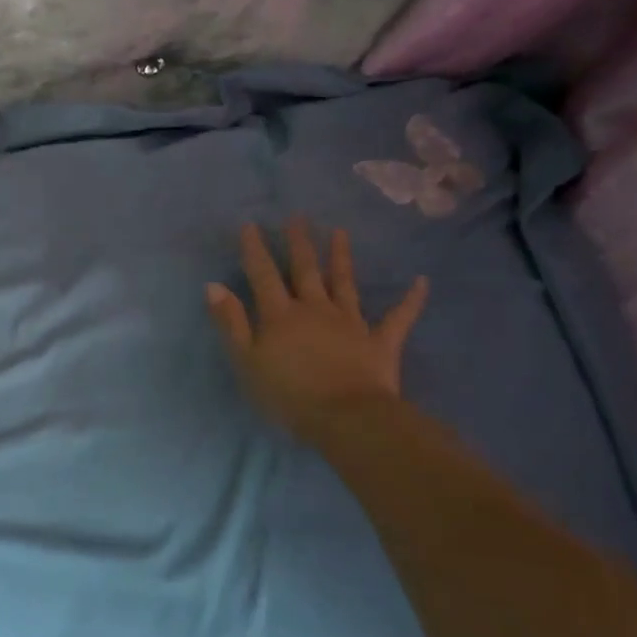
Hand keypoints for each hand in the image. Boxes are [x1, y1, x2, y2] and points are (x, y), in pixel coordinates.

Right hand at [206, 219, 428, 442]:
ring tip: (340, 232)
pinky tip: (422, 281)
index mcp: (281, 315)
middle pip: (305, 270)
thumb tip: (214, 285)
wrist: (347, 419)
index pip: (263, 275)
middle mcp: (315, 309)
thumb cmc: (288, 394)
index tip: (250, 224)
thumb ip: (231, 322)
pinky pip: (399, 317)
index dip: (255, 249)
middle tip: (297, 217)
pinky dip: (411, 299)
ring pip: (344, 283)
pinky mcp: (380, 342)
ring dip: (341, 257)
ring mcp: (351, 322)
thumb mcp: (246, 361)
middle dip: (300, 243)